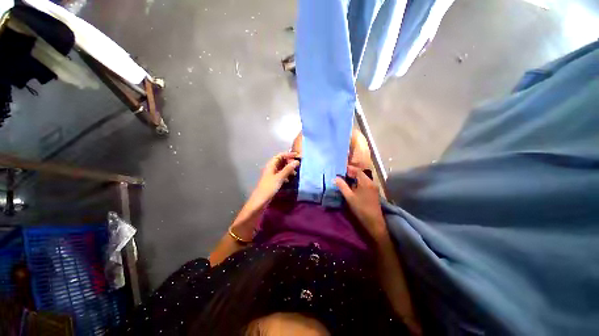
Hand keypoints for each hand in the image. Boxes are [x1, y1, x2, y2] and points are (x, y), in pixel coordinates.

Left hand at [249, 152, 299, 207]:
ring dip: (289, 169)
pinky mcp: (274, 181)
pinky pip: (282, 175)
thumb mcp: (279, 177)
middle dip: (289, 162)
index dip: (288, 154)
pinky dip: (287, 175)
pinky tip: (290, 179)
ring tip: (295, 173)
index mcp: (271, 165)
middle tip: (298, 166)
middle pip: (281, 161)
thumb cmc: (269, 187)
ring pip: (282, 168)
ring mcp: (272, 174)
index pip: (280, 155)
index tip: (297, 156)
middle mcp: (272, 168)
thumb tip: (296, 161)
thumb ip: (288, 169)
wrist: (260, 200)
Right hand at [335, 165, 387, 240]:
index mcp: (366, 182)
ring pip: (364, 178)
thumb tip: (335, 178)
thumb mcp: (349, 197)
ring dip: (355, 177)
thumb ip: (342, 186)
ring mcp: (373, 187)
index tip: (342, 170)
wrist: (374, 221)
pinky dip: (359, 182)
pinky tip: (353, 186)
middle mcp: (371, 182)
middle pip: (361, 173)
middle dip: (352, 172)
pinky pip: (365, 183)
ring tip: (346, 179)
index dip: (350, 169)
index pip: (358, 170)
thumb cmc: (361, 208)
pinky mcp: (374, 192)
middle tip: (342, 174)